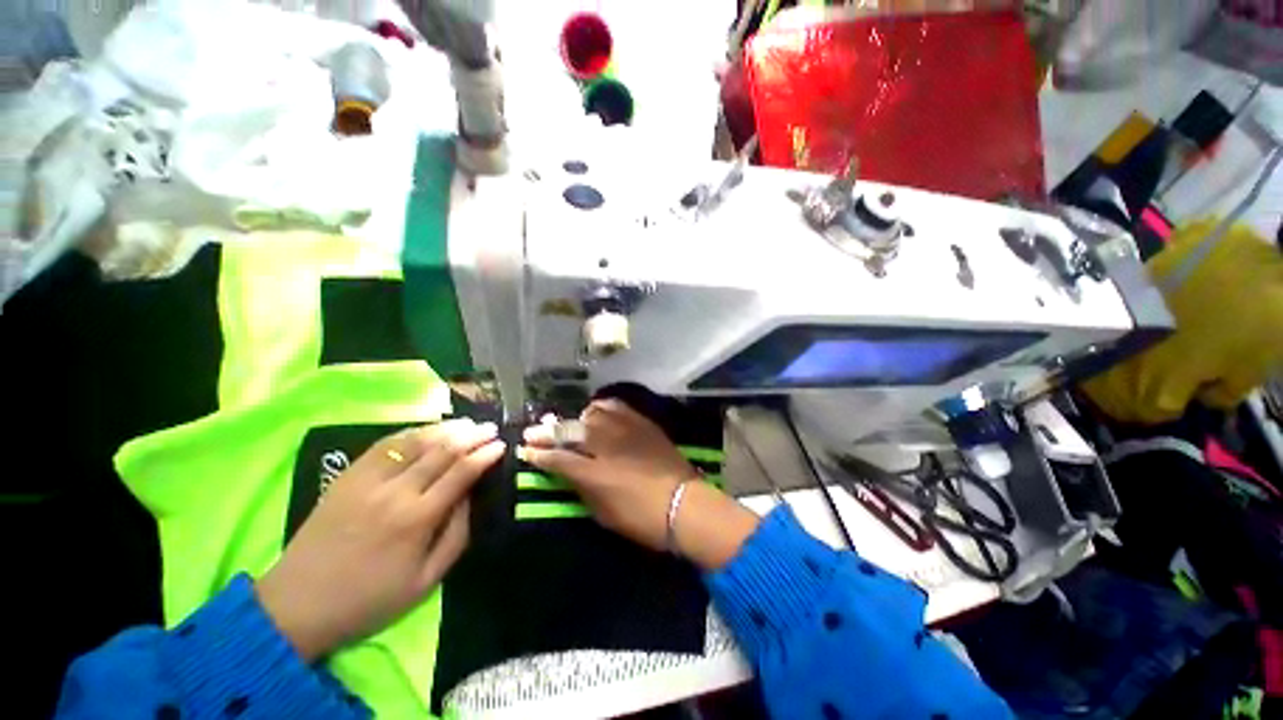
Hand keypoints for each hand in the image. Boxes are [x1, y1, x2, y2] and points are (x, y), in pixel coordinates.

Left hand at [256, 419, 503, 660]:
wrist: (297, 605)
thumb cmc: (368, 600)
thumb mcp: (426, 581)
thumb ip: (456, 535)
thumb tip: (472, 497)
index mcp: (417, 519)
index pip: (461, 473)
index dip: (485, 455)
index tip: (501, 445)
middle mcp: (394, 492)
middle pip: (442, 451)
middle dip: (472, 436)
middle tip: (491, 428)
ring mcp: (367, 481)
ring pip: (414, 442)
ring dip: (445, 429)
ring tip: (467, 423)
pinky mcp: (346, 477)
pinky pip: (384, 445)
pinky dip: (410, 432)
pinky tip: (427, 429)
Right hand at [521, 400, 758, 568]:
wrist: (684, 503)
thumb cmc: (641, 518)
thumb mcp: (602, 513)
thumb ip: (580, 488)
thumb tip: (566, 471)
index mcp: (593, 473)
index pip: (557, 458)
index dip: (538, 454)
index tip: (525, 451)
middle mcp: (606, 444)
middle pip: (569, 430)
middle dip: (547, 432)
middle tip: (533, 432)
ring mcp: (625, 428)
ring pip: (591, 413)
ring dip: (575, 419)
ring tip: (569, 425)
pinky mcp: (640, 421)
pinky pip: (615, 407)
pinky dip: (600, 410)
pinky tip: (596, 415)